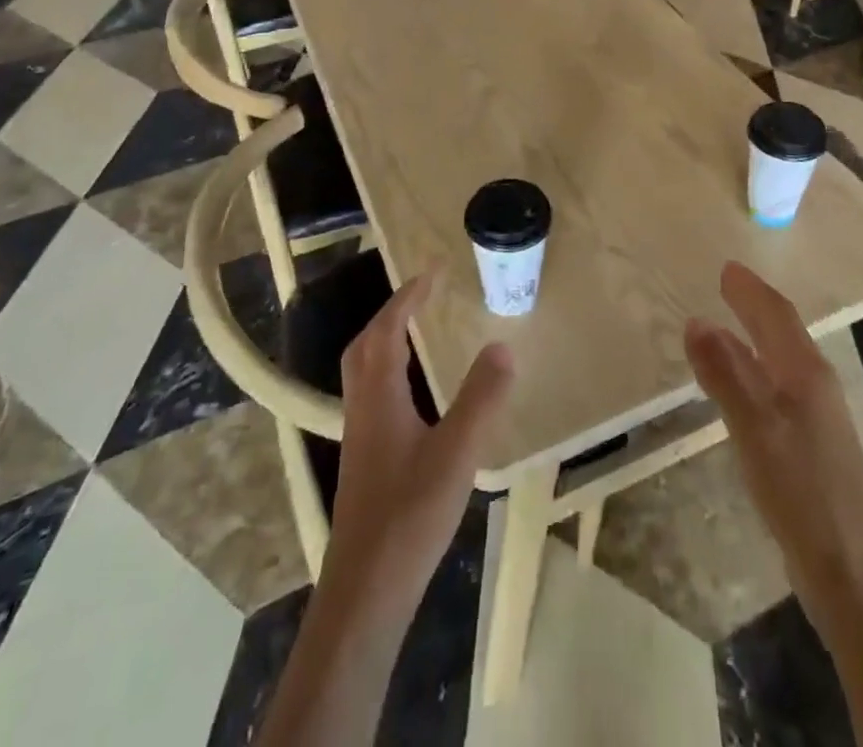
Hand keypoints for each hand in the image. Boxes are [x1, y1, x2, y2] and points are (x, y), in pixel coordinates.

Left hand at [322, 275, 513, 621]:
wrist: (365, 590)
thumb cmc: (410, 515)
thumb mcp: (456, 453)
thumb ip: (481, 398)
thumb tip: (502, 346)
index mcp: (379, 395)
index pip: (388, 329)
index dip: (408, 296)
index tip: (432, 272)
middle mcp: (362, 407)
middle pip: (366, 344)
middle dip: (392, 312)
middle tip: (422, 295)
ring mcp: (360, 436)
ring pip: (364, 370)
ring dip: (387, 340)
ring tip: (417, 331)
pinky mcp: (364, 460)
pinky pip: (372, 393)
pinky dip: (389, 371)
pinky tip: (414, 394)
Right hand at [684, 262, 862, 641]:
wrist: (853, 577)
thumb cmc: (803, 492)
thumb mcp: (756, 429)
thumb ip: (726, 374)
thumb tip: (696, 320)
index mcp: (805, 374)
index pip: (776, 317)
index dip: (750, 291)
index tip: (726, 268)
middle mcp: (815, 388)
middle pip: (783, 334)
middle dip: (755, 307)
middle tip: (728, 285)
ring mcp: (816, 420)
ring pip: (782, 361)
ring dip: (756, 337)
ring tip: (728, 325)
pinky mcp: (810, 449)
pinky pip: (777, 389)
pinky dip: (756, 371)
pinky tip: (741, 389)